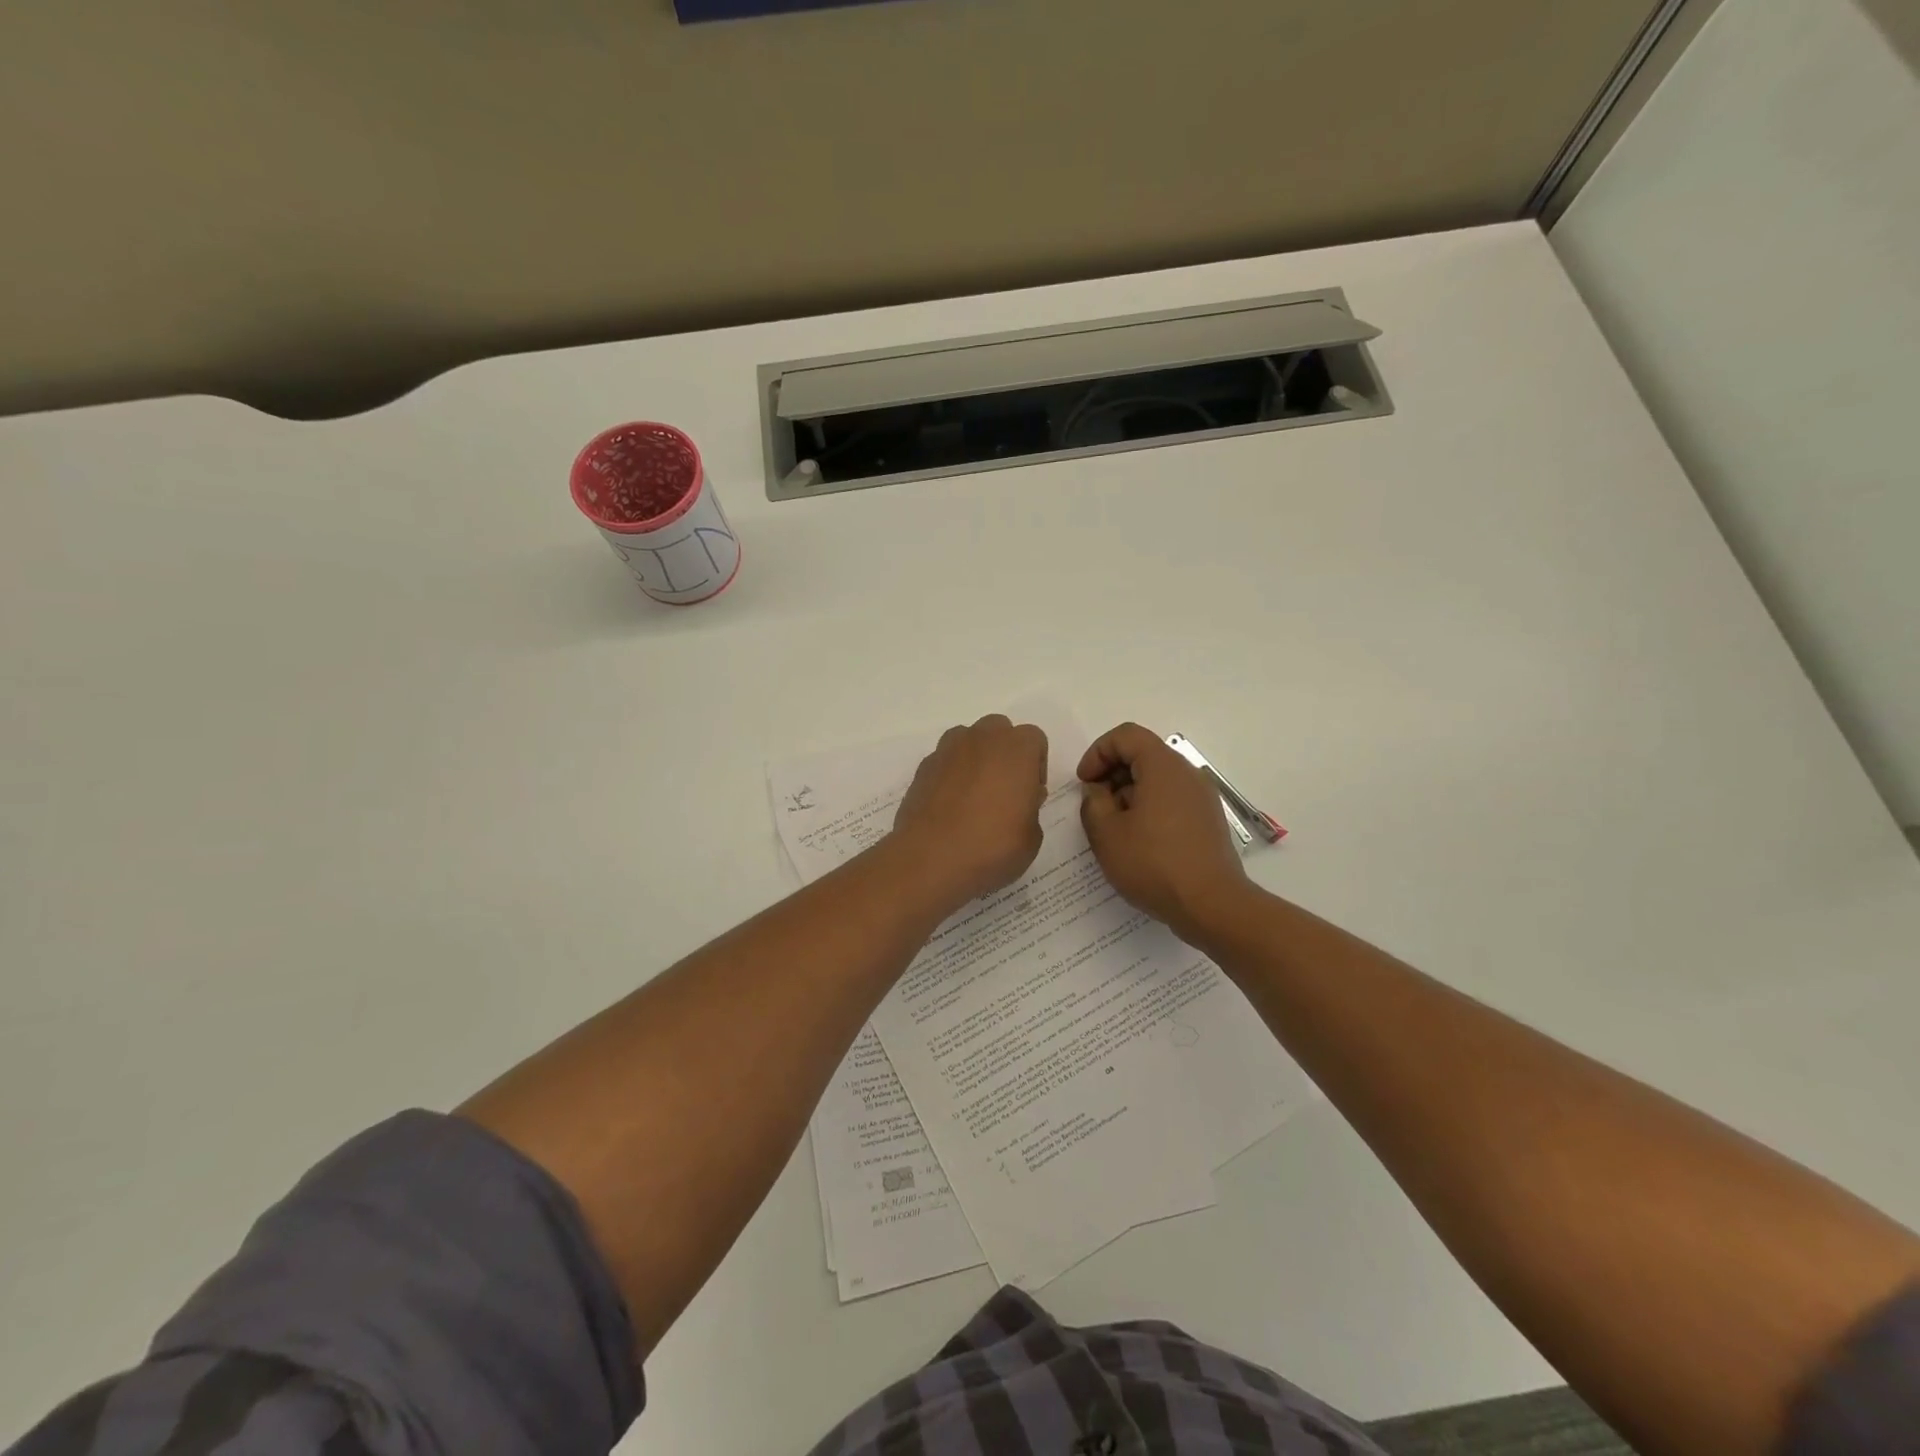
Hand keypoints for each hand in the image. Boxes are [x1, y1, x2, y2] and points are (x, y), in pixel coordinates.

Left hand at [891, 714, 1048, 908]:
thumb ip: (1030, 808)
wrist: (931, 859)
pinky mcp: (922, 768)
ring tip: (974, 798)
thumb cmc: (992, 846)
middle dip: (1004, 755)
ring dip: (975, 760)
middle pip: (999, 731)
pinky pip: (945, 762)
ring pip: (968, 741)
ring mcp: (947, 750)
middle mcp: (981, 738)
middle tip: (1004, 793)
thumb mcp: (1032, 836)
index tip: (1030, 796)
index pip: (1034, 740)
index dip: (1035, 767)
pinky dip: (950, 777)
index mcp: (1016, 748)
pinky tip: (950, 808)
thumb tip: (1018, 800)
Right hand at [1078, 722, 1249, 942]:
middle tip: (1095, 807)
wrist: (1212, 905)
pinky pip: (1172, 800)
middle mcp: (1187, 773)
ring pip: (1157, 779)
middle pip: (1143, 755)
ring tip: (1115, 829)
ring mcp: (1202, 797)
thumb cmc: (1154, 864)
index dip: (1097, 752)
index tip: (1085, 783)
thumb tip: (1099, 791)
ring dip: (1130, 794)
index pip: (1126, 735)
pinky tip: (1139, 843)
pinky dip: (1150, 808)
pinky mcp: (1208, 820)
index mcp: (1163, 766)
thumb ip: (1092, 802)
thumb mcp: (1106, 834)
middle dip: (1112, 774)